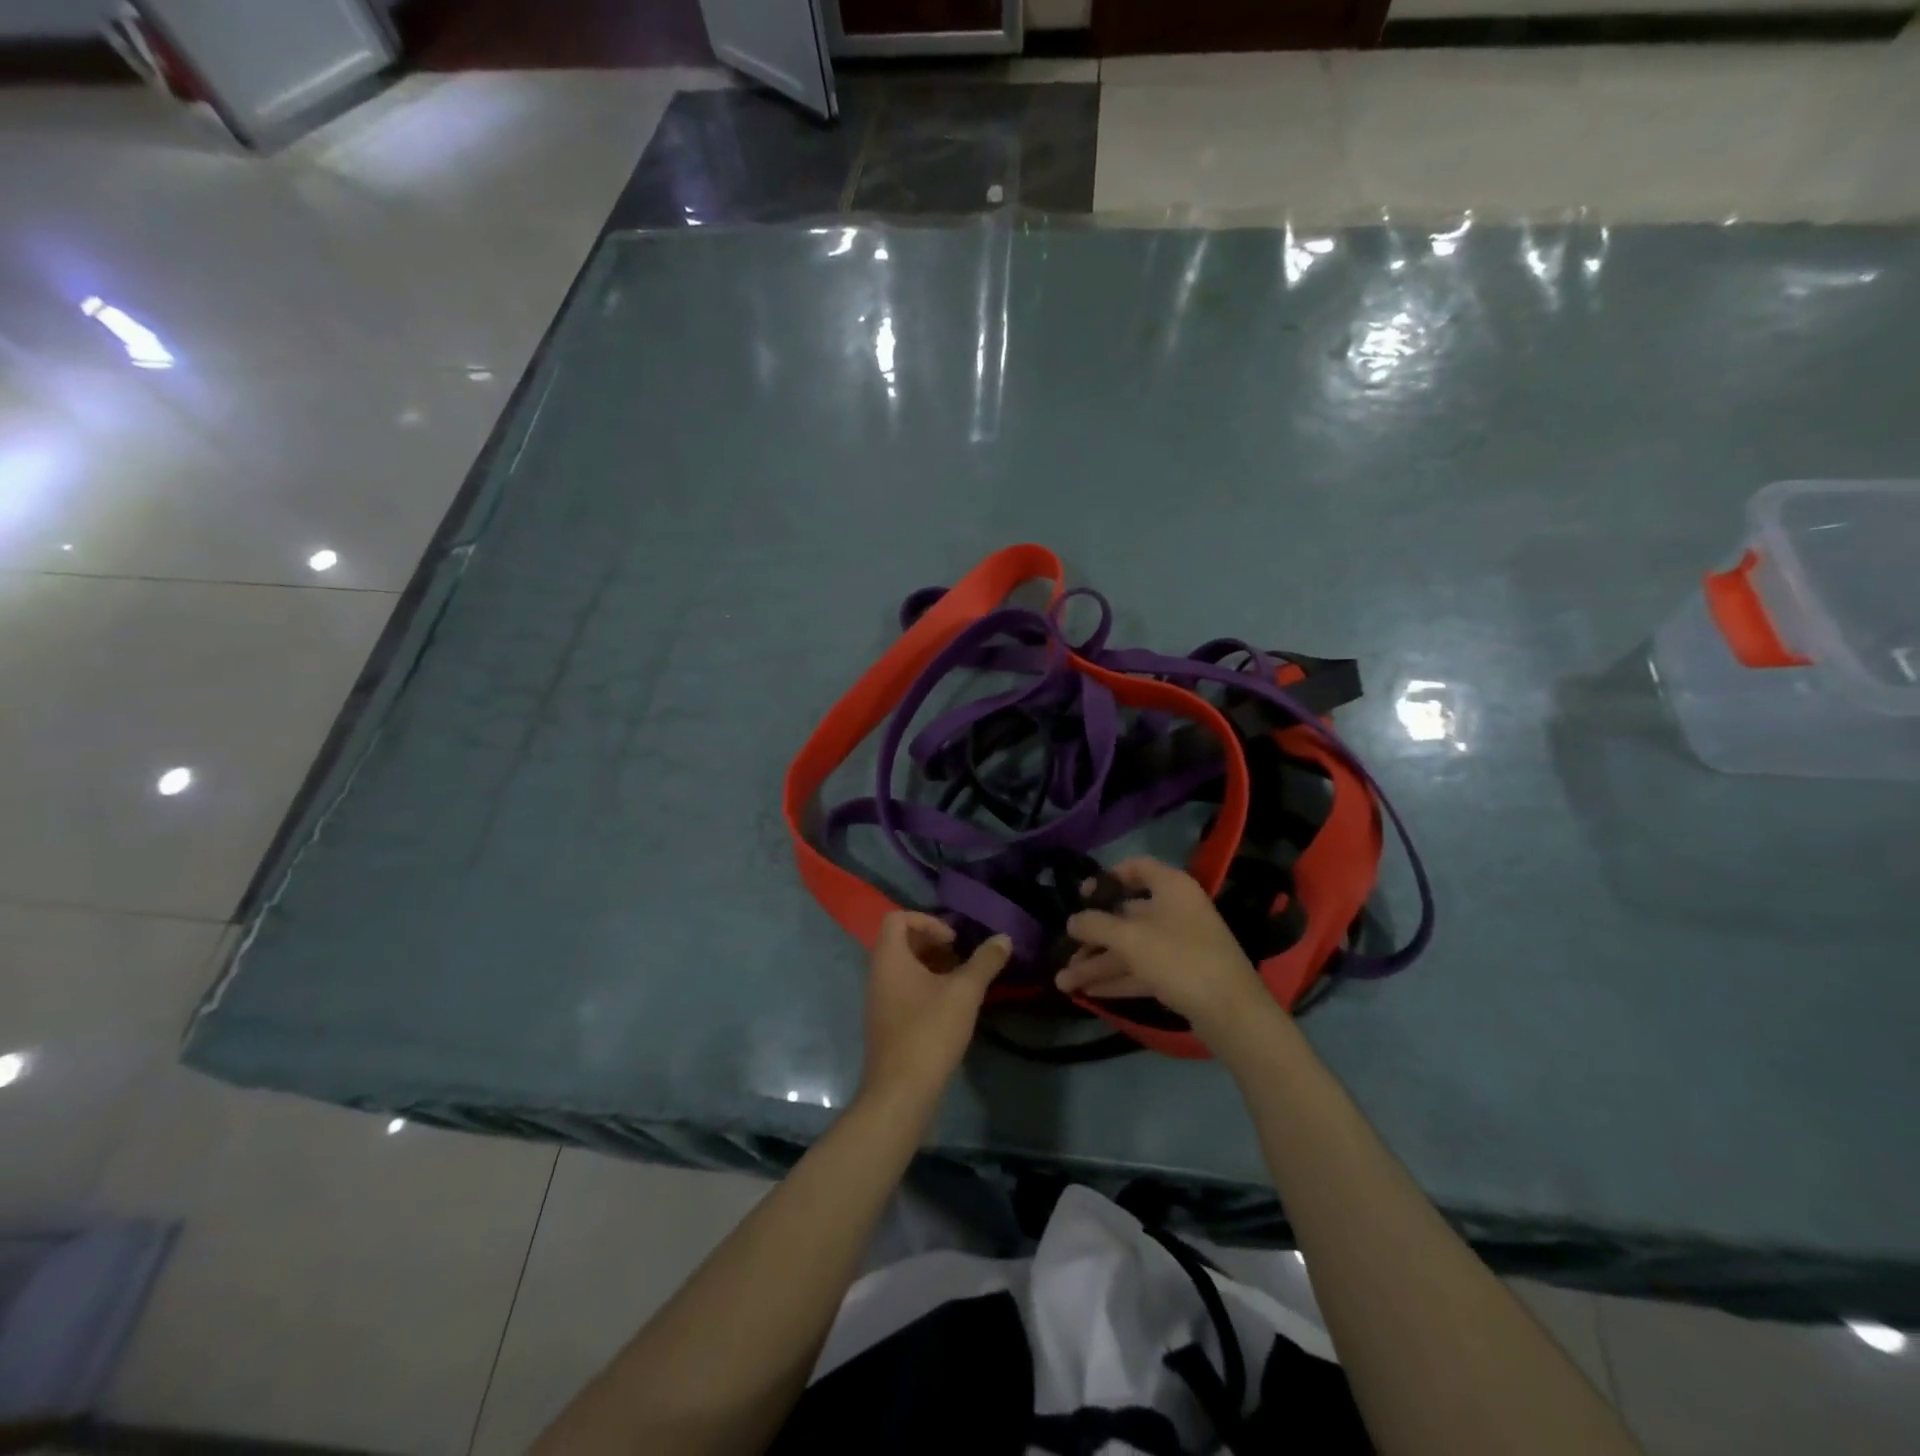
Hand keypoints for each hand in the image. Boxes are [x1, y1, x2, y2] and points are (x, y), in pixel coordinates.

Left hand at [860, 913, 1010, 1107]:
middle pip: (901, 941)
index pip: (898, 919)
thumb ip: (985, 961)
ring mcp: (879, 1000)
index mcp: (889, 958)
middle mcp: (878, 974)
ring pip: (904, 968)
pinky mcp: (886, 1022)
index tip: (953, 940)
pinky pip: (903, 989)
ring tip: (962, 981)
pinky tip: (951, 1006)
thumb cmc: (929, 1031)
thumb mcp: (964, 992)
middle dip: (934, 943)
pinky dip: (925, 987)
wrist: (900, 1091)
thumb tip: (1004, 938)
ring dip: (932, 966)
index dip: (928, 920)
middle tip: (962, 958)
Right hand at [1057, 857, 1271, 1044]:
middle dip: (1092, 937)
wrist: (1231, 1012)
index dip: (1108, 878)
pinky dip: (1117, 979)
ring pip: (1131, 948)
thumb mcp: (1130, 939)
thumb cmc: (1179, 959)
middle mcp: (1176, 911)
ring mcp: (1180, 944)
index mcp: (1171, 887)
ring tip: (1063, 983)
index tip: (1083, 895)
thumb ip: (1095, 925)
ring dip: (1097, 964)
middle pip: (1126, 916)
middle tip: (1062, 953)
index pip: (1137, 868)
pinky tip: (1089, 994)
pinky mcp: (1181, 975)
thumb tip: (1072, 920)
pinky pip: (1142, 970)